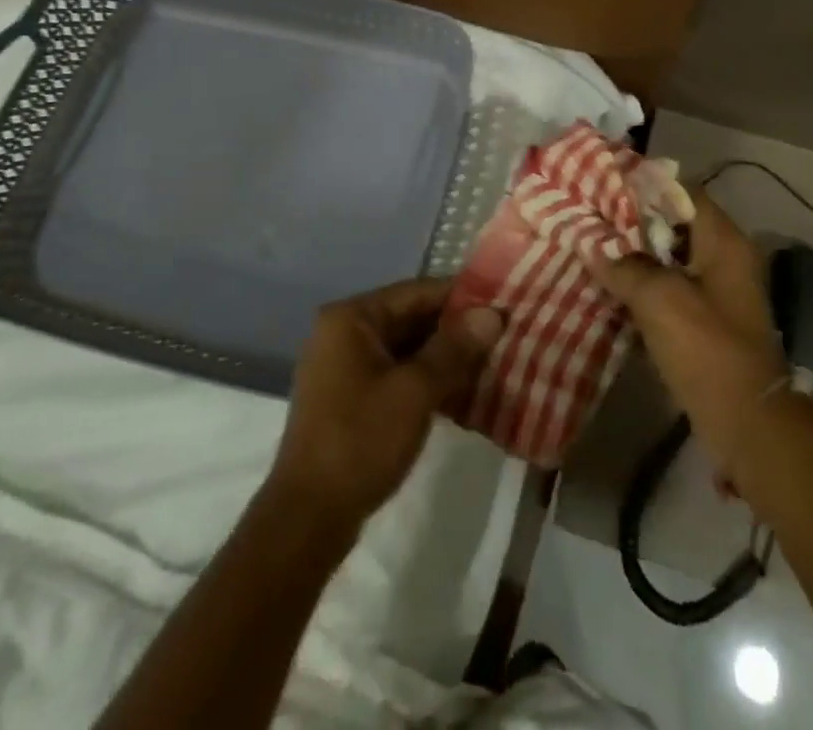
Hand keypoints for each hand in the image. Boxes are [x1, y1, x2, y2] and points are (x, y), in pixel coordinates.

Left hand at [269, 278, 503, 533]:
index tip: (503, 305)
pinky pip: (396, 373)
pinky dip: (426, 378)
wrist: (307, 520)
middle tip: (504, 335)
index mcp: (352, 318)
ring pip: (406, 348)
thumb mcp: (415, 391)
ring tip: (492, 361)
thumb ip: (455, 348)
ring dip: (445, 356)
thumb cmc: (360, 441)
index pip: (417, 292)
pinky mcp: (349, 398)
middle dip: (456, 329)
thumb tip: (493, 313)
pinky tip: (463, 391)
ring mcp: (344, 366)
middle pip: (411, 318)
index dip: (462, 298)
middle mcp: (343, 332)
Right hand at [588, 191, 786, 468]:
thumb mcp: (659, 300)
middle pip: (674, 223)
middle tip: (591, 216)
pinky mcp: (707, 319)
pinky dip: (644, 284)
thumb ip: (624, 266)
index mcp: (723, 240)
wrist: (746, 422)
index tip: (604, 184)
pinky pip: (671, 287)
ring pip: (669, 257)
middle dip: (632, 221)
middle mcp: (724, 256)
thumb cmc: (707, 349)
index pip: (682, 192)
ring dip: (635, 255)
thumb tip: (593, 246)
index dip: (644, 185)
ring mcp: (718, 290)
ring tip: (593, 247)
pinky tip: (611, 287)